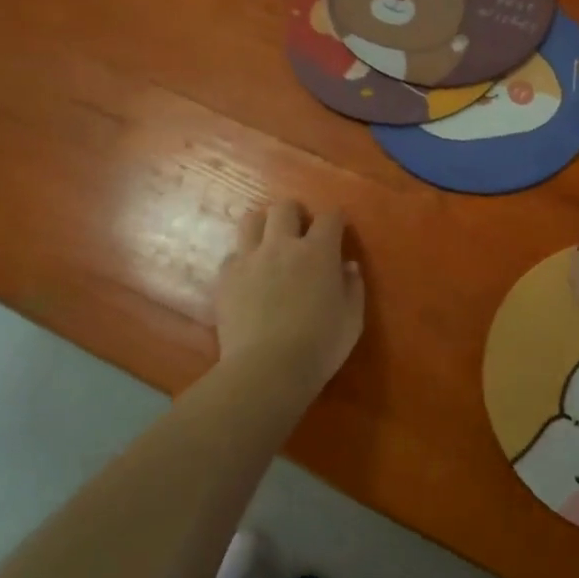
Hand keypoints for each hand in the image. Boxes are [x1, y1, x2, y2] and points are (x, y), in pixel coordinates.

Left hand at [213, 200, 364, 394]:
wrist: (266, 370)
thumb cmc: (319, 346)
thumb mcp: (352, 320)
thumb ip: (352, 287)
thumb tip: (348, 267)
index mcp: (318, 252)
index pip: (329, 217)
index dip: (335, 219)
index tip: (338, 228)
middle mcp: (282, 245)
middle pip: (284, 208)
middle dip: (295, 213)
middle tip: (300, 230)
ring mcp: (249, 259)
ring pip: (251, 220)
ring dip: (263, 226)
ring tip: (269, 242)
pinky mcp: (226, 277)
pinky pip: (233, 254)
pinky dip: (243, 259)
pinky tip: (249, 276)